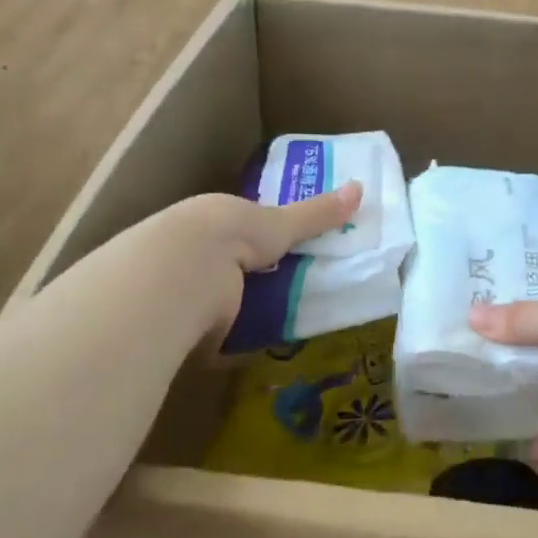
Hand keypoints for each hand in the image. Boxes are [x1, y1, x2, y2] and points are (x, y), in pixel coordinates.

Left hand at [146, 181, 362, 351]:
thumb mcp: (279, 223)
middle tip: (290, 294)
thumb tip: (360, 188)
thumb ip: (315, 214)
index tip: (285, 255)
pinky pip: (207, 335)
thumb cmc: (230, 235)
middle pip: (229, 267)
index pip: (240, 229)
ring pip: (215, 300)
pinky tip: (248, 349)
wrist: (179, 274)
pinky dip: (226, 341)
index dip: (261, 241)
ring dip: (238, 312)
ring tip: (277, 325)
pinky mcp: (176, 326)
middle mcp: (192, 251)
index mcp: (214, 219)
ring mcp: (180, 289)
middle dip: (252, 280)